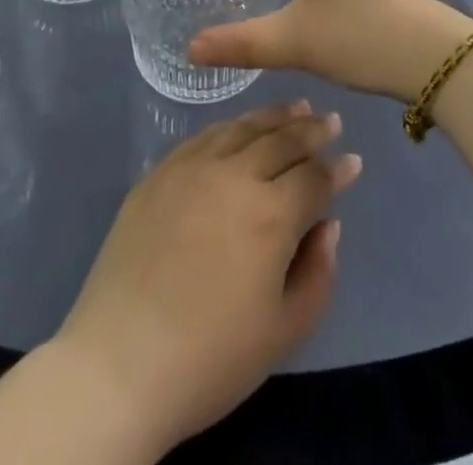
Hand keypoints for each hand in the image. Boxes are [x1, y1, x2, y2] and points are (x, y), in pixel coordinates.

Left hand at [50, 101, 361, 454]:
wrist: (120, 363)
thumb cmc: (211, 358)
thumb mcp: (284, 332)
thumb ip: (318, 273)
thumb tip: (327, 225)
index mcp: (272, 213)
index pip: (315, 177)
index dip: (337, 169)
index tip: (353, 160)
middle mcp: (235, 175)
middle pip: (282, 140)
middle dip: (312, 129)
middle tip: (329, 120)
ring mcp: (193, 168)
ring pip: (243, 128)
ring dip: (274, 116)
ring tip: (295, 108)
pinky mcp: (160, 173)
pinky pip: (204, 136)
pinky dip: (231, 126)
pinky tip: (239, 127)